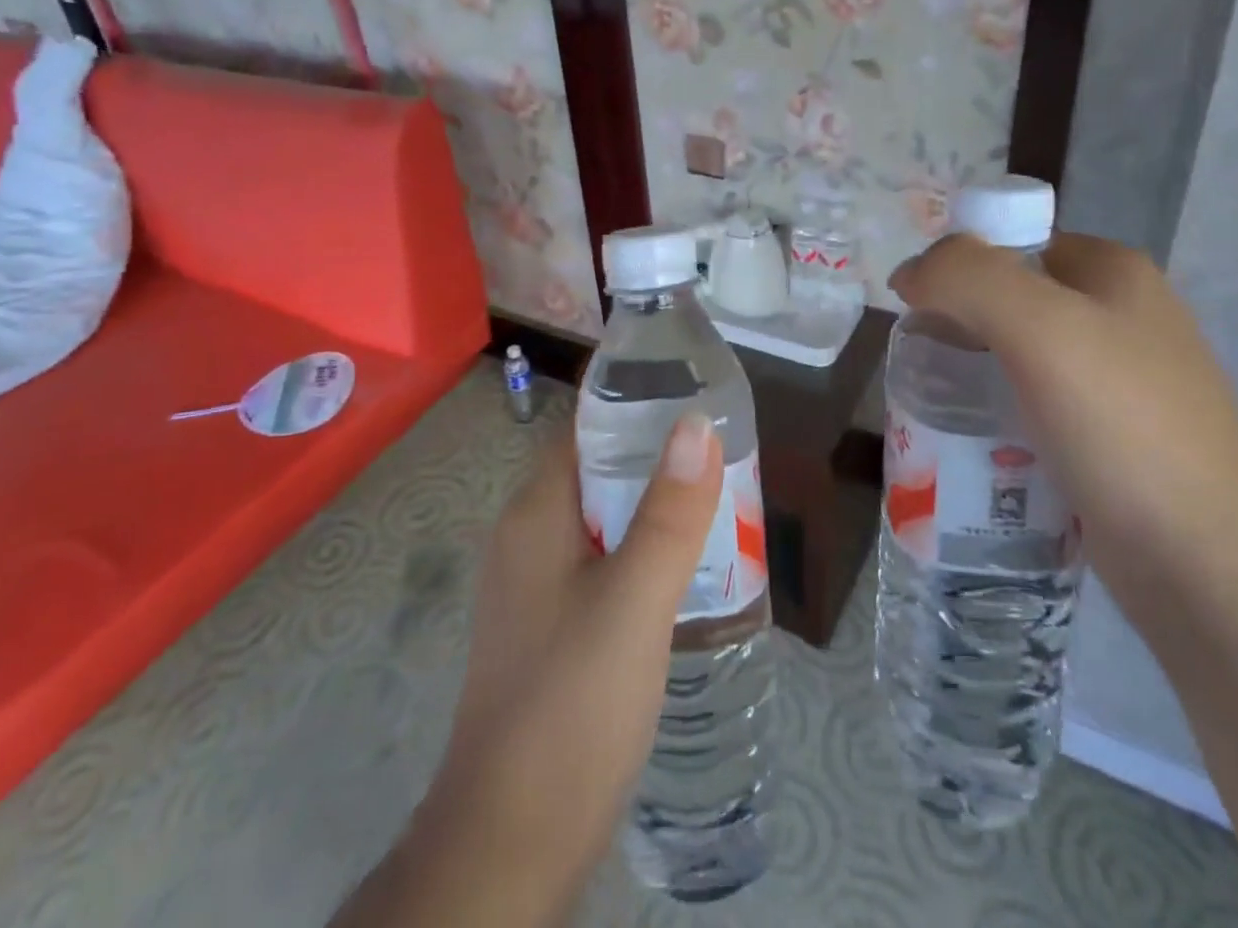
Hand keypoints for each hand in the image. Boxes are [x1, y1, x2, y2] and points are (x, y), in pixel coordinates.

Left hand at [335, 414, 722, 927]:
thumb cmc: (571, 706)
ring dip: (654, 508)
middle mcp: (527, 538)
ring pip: (602, 521)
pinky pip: (601, 565)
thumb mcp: (634, 602)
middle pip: (597, 472)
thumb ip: (669, 513)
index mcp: (536, 514)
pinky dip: (642, 552)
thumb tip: (696, 423)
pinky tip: (687, 570)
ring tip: (722, 502)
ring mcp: (535, 587)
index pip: (585, 429)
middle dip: (657, 458)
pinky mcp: (550, 629)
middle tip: (726, 451)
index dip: (635, 404)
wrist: (510, 844)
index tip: (695, 393)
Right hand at [889, 231, 1237, 539]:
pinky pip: (1035, 407)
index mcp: (1114, 272)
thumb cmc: (1122, 425)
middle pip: (1011, 300)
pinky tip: (976, 442)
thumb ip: (965, 277)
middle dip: (959, 325)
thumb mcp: (1038, 326)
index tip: (920, 314)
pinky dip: (999, 415)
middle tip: (923, 365)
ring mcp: (1121, 382)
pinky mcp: (1112, 439)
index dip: (957, 268)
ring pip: (1019, 357)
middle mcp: (1122, 316)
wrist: (1208, 563)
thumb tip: (909, 272)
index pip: (1011, 243)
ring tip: (938, 406)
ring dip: (973, 374)